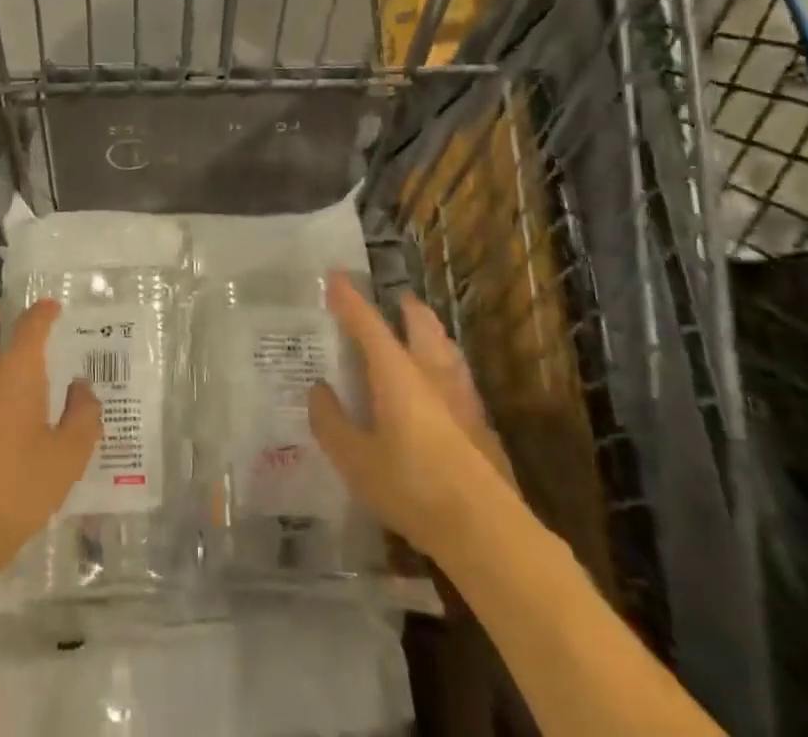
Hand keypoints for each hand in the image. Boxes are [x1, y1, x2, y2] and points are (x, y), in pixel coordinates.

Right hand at [309, 273, 513, 560]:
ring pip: (447, 348)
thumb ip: (332, 422)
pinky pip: (460, 378)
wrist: (488, 531)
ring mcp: (462, 397)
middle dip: (406, 308)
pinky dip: (446, 367)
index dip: (349, 298)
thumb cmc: (413, 488)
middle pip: (421, 325)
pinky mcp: (482, 424)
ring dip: (432, 333)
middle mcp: (431, 372)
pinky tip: (444, 387)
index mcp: (396, 372)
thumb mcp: (355, 460)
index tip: (334, 276)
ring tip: (423, 331)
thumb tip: (319, 390)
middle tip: (396, 300)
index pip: (367, 322)